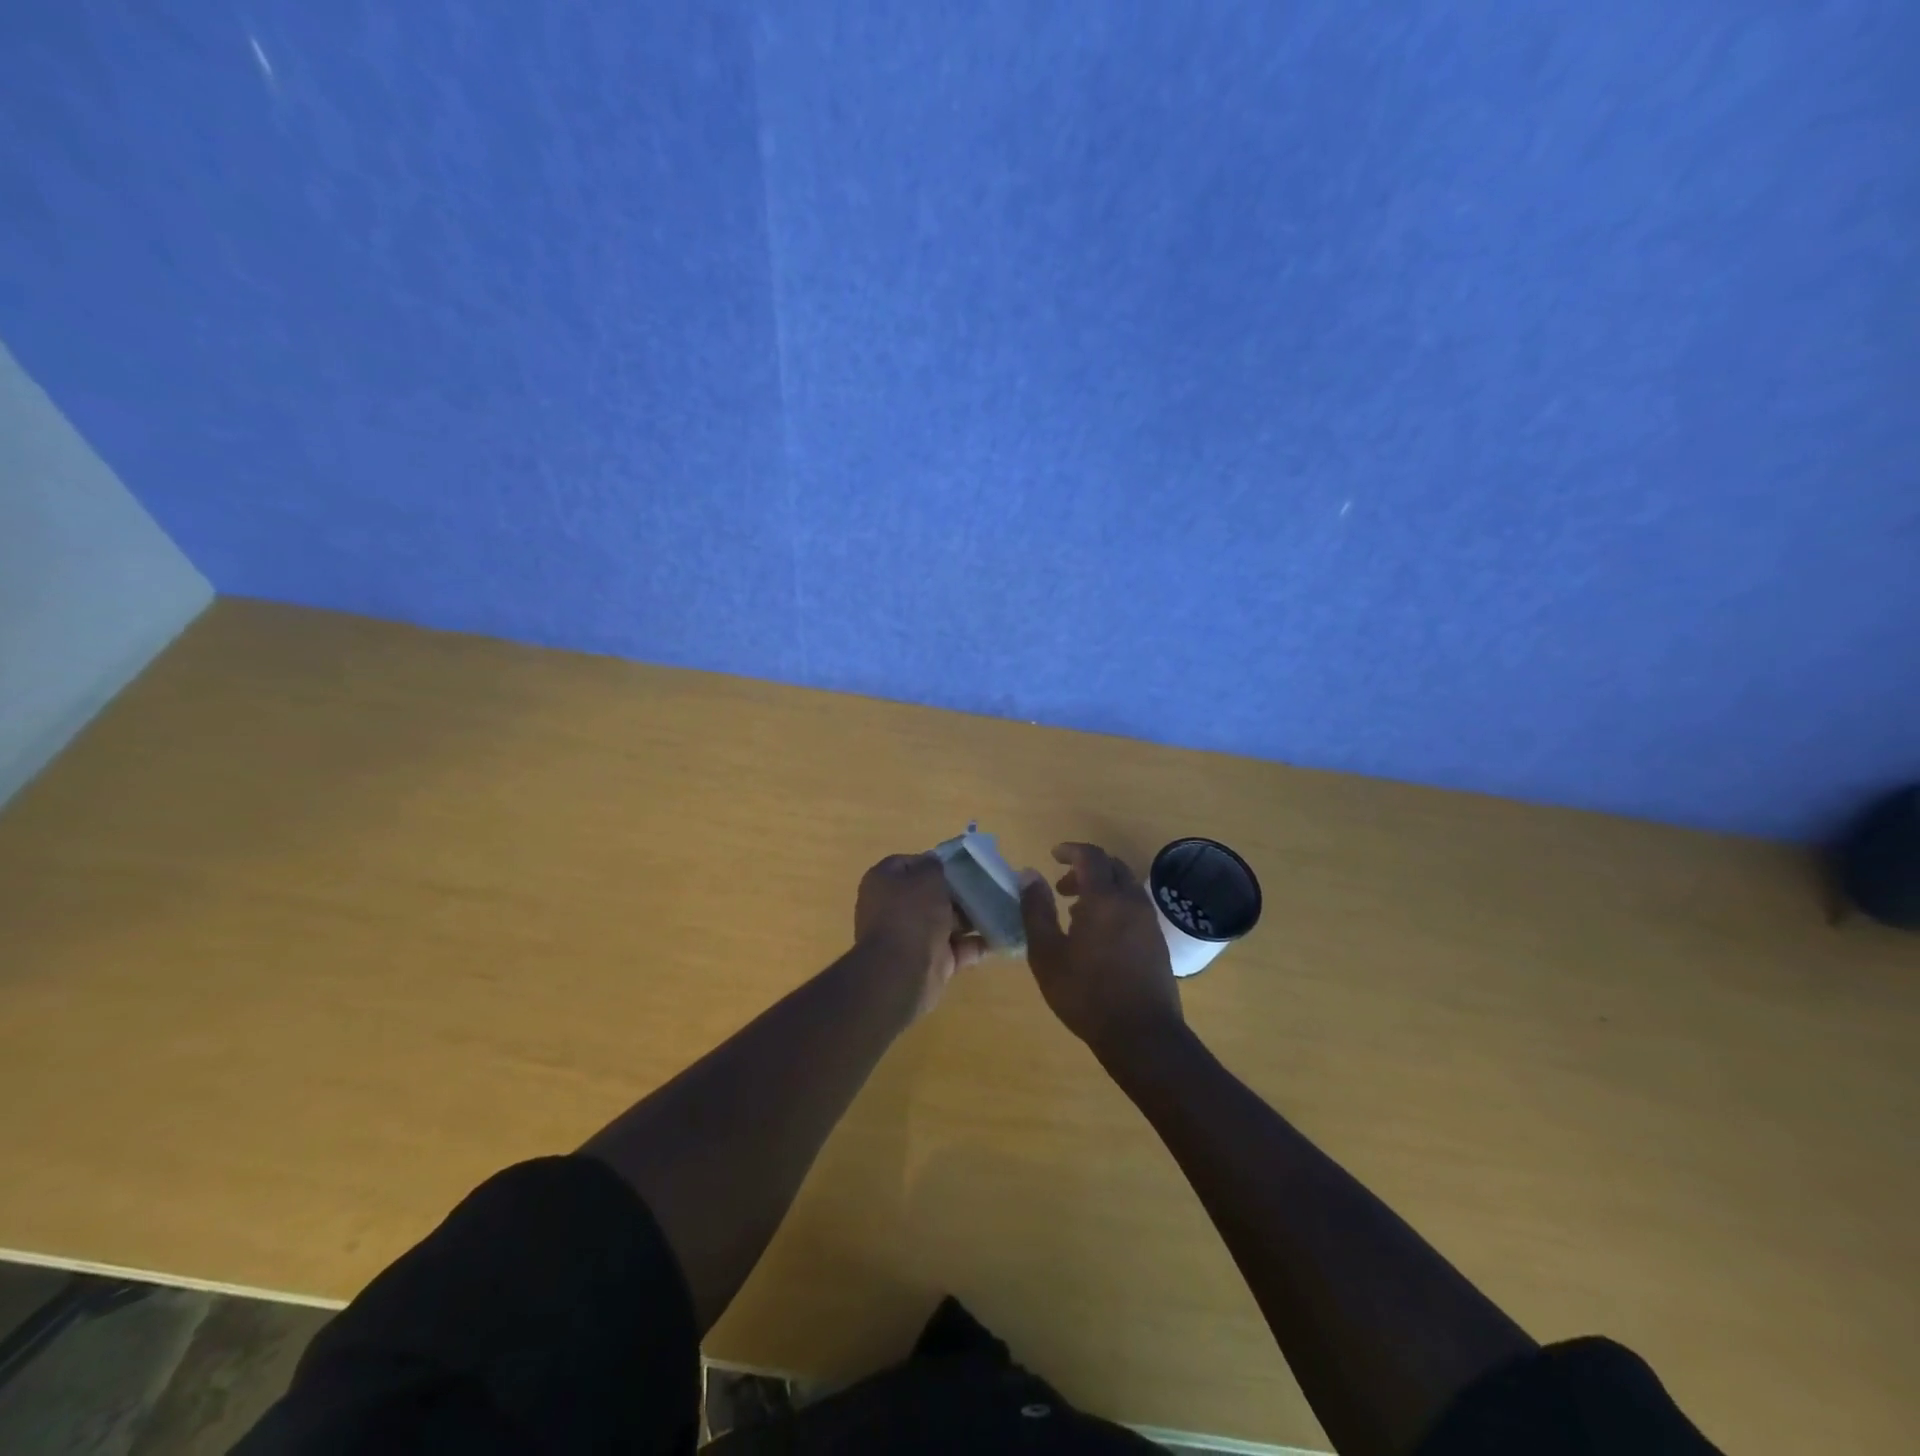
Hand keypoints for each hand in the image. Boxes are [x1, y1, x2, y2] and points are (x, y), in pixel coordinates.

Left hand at [855, 853, 984, 1018]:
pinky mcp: (931, 962)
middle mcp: (894, 908)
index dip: (935, 862)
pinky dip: (977, 944)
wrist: (903, 973)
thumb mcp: (927, 877)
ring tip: (1000, 907)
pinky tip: (1001, 935)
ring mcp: (912, 937)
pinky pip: (958, 948)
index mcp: (883, 882)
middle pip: (930, 894)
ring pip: (946, 922)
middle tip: (987, 885)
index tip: (962, 863)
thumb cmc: (912, 914)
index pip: (909, 864)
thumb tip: (935, 864)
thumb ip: (934, 865)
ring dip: (971, 918)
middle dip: (958, 891)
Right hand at [1019, 842, 1182, 1055]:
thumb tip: (1029, 875)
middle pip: (1112, 867)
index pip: (1091, 856)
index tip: (1053, 856)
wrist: (1142, 1035)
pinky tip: (1098, 937)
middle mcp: (1132, 902)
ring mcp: (1149, 922)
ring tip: (1076, 915)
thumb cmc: (1087, 994)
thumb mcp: (1047, 954)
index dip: (1071, 850)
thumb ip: (1036, 910)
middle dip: (1086, 869)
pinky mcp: (1158, 942)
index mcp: (1104, 899)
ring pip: (1126, 887)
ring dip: (1101, 889)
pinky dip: (1115, 906)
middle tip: (1062, 888)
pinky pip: (1135, 907)